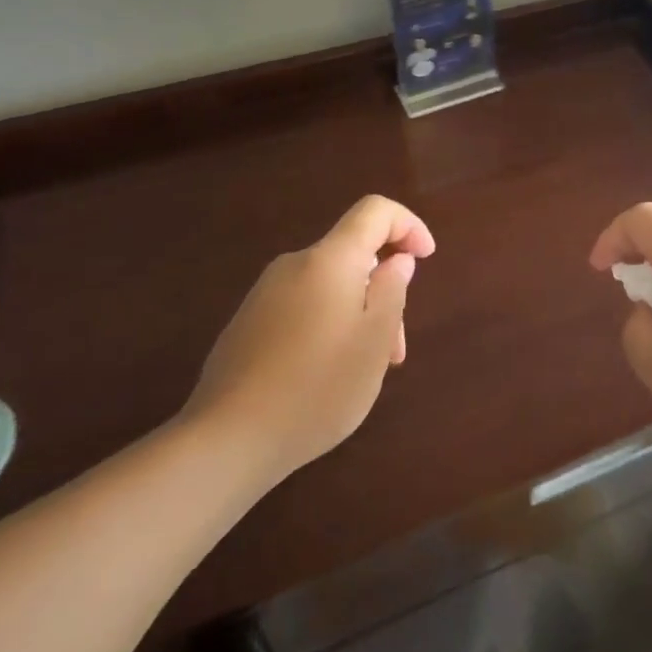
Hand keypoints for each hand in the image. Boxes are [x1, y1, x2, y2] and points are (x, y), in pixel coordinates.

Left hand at [179, 195, 435, 487]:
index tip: (426, 258)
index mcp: (329, 260)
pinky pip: (303, 307)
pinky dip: (329, 326)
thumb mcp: (374, 340)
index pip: (375, 211)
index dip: (408, 225)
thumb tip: (396, 259)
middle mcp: (294, 265)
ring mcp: (264, 295)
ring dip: (358, 314)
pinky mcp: (248, 324)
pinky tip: (326, 376)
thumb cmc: (317, 387)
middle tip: (395, 347)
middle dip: (384, 288)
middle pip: (353, 255)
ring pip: (330, 286)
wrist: (225, 441)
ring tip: (365, 371)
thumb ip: (392, 289)